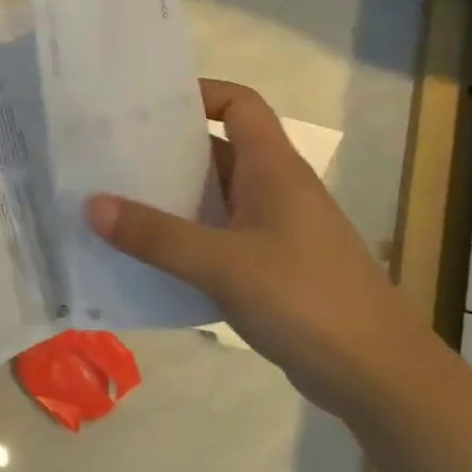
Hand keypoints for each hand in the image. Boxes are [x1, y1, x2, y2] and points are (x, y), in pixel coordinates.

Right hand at [86, 78, 429, 414]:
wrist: (379, 377)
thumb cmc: (306, 300)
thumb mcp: (223, 264)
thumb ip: (156, 236)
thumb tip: (92, 205)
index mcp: (273, 169)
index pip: (239, 104)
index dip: (198, 94)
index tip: (146, 106)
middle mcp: (274, 190)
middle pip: (216, 150)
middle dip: (165, 149)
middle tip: (108, 153)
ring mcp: (274, 231)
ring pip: (213, 198)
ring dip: (169, 199)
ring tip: (112, 201)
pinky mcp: (270, 268)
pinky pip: (217, 238)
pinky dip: (183, 240)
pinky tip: (145, 257)